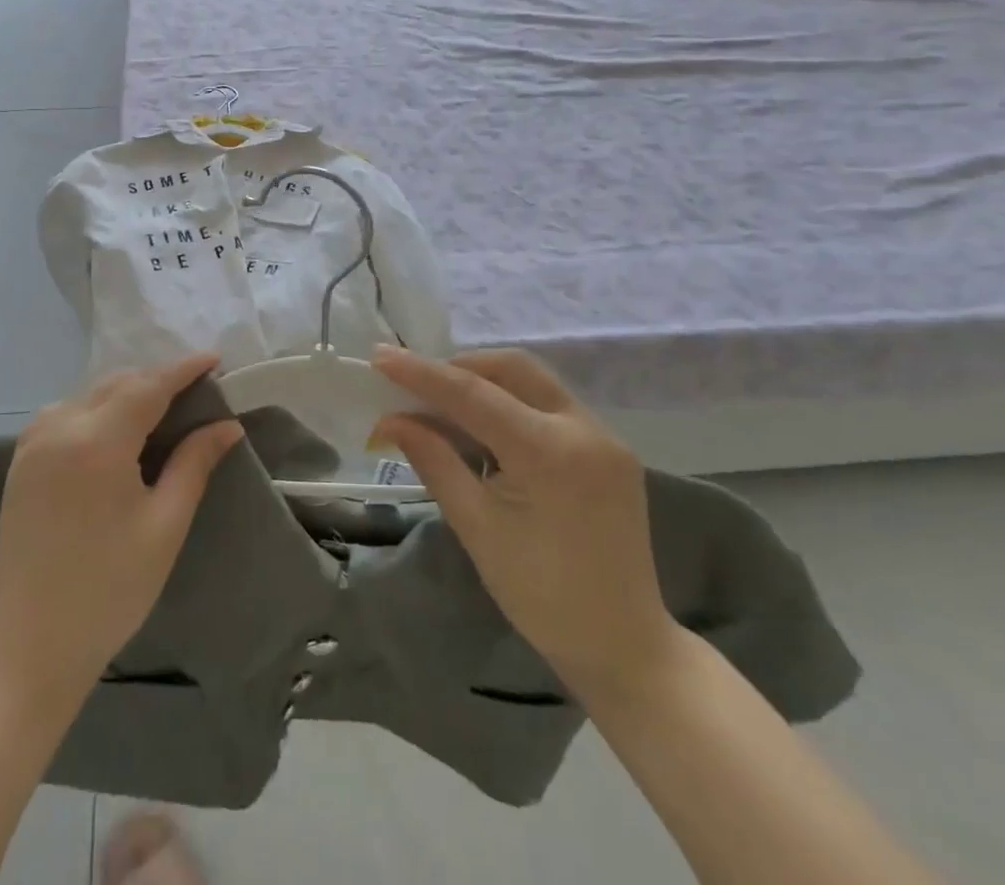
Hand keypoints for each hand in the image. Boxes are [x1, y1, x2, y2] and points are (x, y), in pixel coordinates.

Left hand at [0, 354, 242, 699]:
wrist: (30, 646)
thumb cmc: (110, 589)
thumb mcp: (164, 525)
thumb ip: (195, 464)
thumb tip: (227, 425)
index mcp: (97, 441)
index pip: (149, 386)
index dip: (184, 369)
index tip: (215, 358)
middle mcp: (59, 427)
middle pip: (117, 383)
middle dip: (157, 380)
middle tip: (195, 392)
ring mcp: (32, 443)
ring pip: (89, 394)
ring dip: (126, 392)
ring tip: (160, 410)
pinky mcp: (20, 461)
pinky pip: (64, 412)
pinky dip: (96, 408)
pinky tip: (115, 430)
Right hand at [370, 346, 678, 698]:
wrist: (624, 646)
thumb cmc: (541, 597)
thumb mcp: (476, 526)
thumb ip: (434, 460)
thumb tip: (390, 419)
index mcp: (550, 453)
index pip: (473, 394)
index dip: (422, 373)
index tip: (380, 357)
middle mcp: (585, 429)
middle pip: (512, 368)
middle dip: (460, 367)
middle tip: (416, 386)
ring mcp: (605, 436)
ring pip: (534, 381)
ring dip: (486, 382)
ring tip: (445, 406)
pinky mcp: (610, 449)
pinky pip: (551, 405)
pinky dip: (512, 403)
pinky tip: (486, 430)